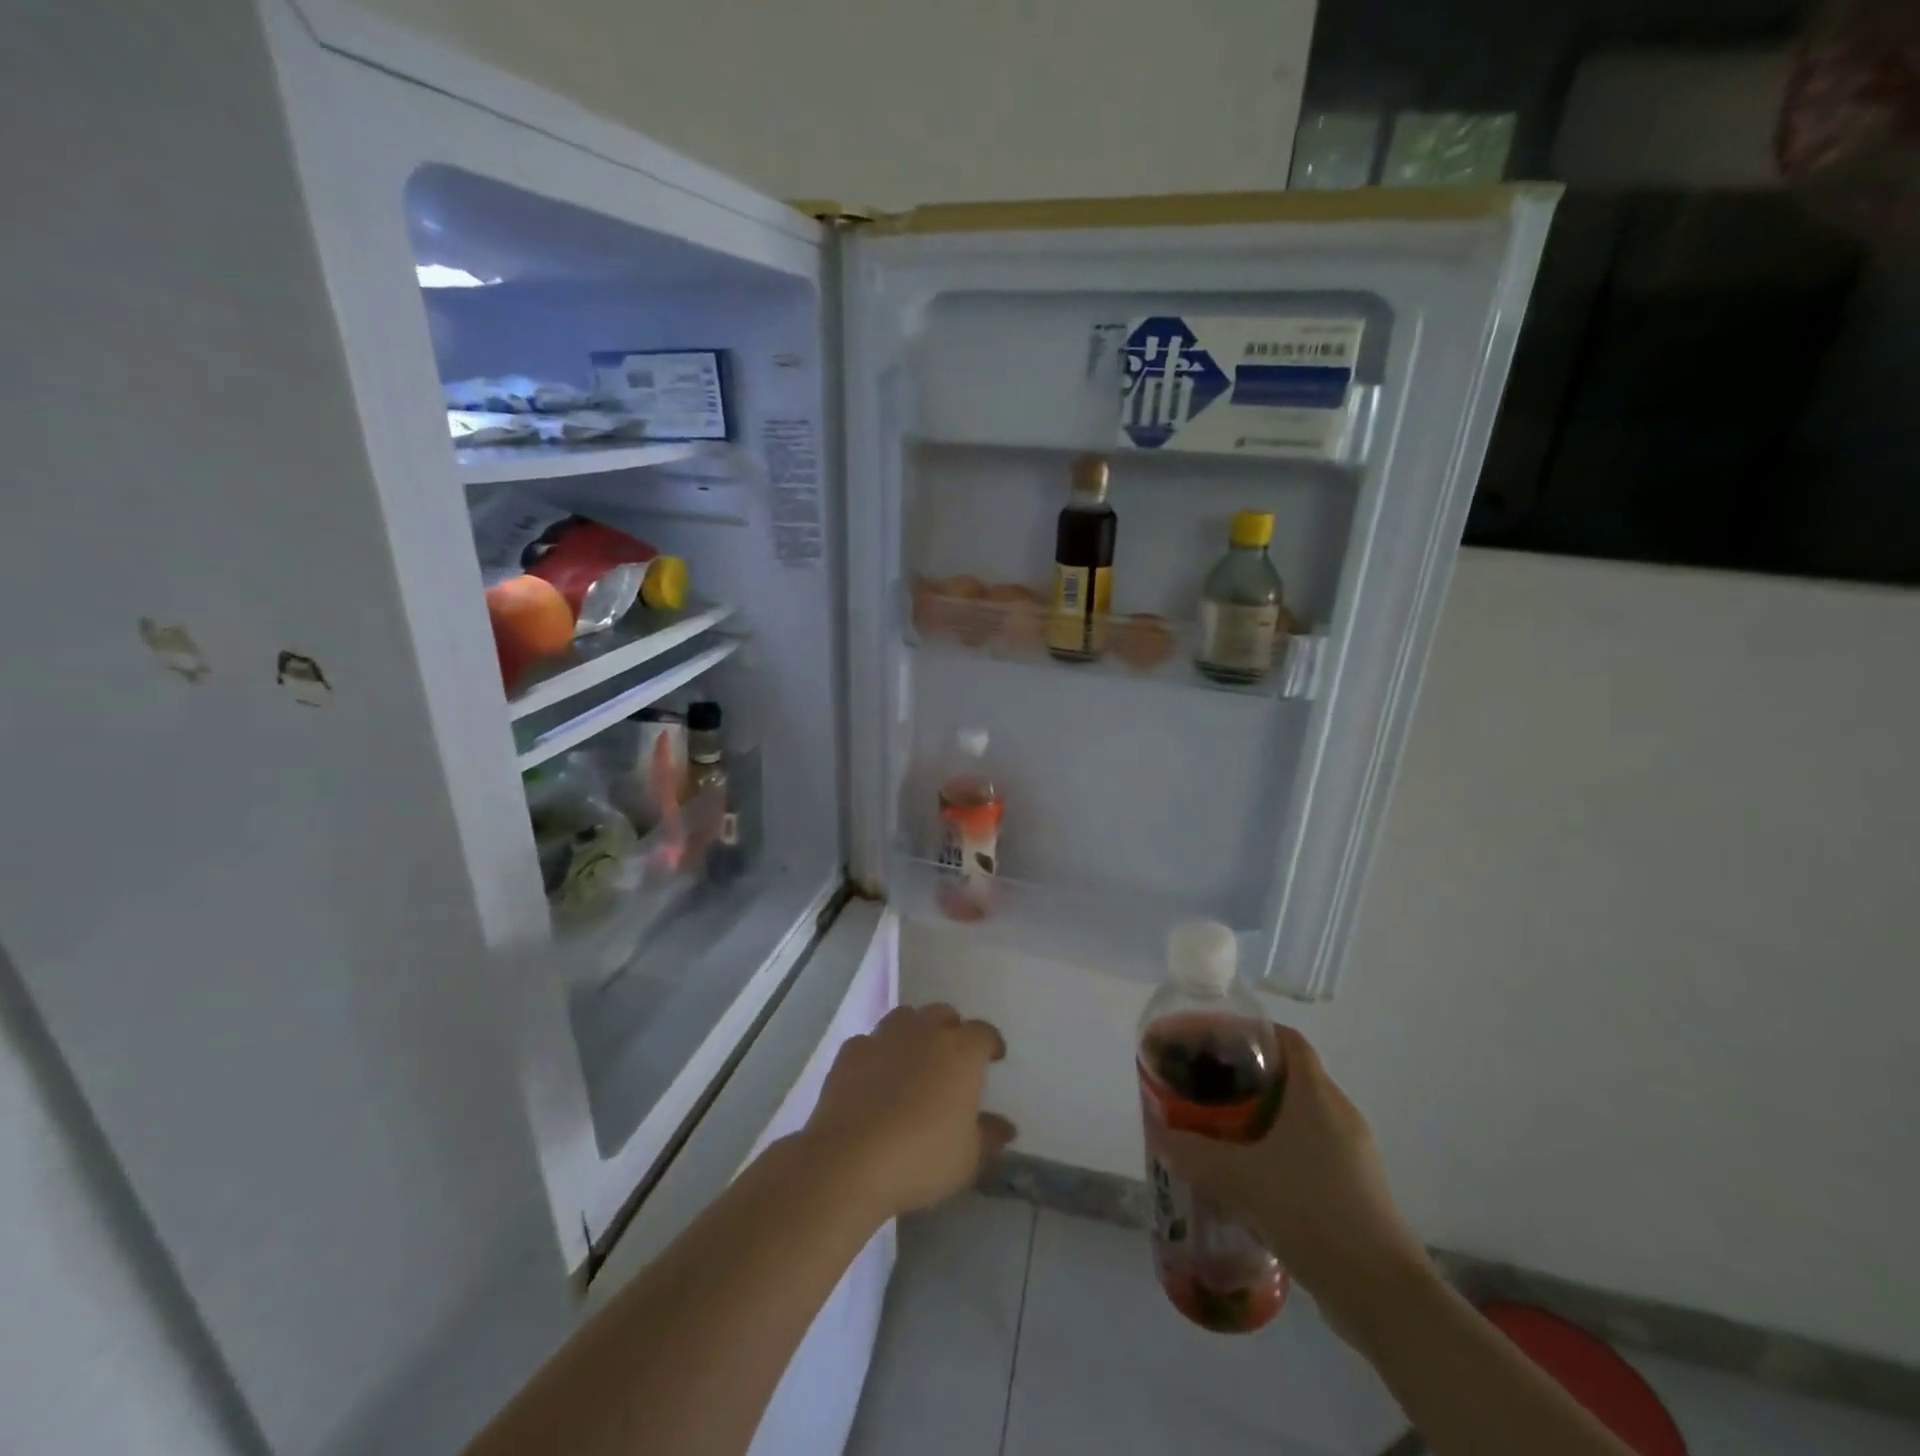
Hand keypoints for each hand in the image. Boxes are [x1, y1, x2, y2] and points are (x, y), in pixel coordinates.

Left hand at [801, 1004, 1014, 1219]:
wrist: (851, 1160)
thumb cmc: (921, 1158)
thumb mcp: (967, 1159)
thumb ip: (987, 1137)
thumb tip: (1004, 1128)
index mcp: (960, 1052)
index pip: (984, 1033)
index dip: (991, 1043)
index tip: (994, 1057)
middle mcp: (924, 1032)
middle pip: (943, 1014)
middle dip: (951, 1029)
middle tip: (952, 1056)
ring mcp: (884, 1037)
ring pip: (905, 1018)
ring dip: (914, 1032)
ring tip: (913, 1058)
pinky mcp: (851, 1051)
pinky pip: (870, 1042)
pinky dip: (877, 1053)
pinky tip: (875, 1076)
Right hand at [1157, 1026, 1432, 1347]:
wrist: (1383, 1295)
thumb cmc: (1311, 1212)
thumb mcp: (1240, 1180)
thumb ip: (1194, 1153)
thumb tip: (1159, 1134)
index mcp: (1316, 1096)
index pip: (1287, 1040)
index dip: (1252, 1032)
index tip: (1216, 1042)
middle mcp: (1339, 1114)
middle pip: (1290, 1076)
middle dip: (1248, 1078)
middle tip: (1208, 1088)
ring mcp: (1353, 1154)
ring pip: (1300, 1117)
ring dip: (1262, 1119)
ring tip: (1222, 1131)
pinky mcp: (1356, 1189)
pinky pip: (1311, 1151)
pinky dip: (1280, 1151)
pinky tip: (1251, 1178)